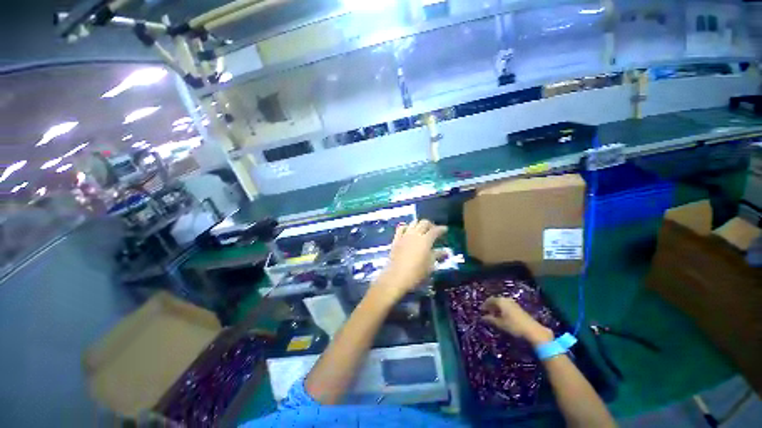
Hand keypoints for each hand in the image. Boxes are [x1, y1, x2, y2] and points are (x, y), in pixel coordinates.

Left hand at [371, 219, 446, 304]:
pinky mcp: (396, 239)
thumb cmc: (416, 273)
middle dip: (431, 225)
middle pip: (424, 223)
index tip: (445, 230)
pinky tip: (408, 230)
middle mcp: (415, 234)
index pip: (435, 230)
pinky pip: (401, 228)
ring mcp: (404, 235)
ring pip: (413, 223)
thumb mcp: (430, 265)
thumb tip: (445, 251)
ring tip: (422, 230)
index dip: (441, 229)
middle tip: (434, 230)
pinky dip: (406, 227)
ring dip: (419, 224)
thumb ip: (437, 255)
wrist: (396, 277)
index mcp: (426, 240)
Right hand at [481, 297, 553, 344]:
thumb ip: (490, 319)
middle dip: (490, 306)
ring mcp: (514, 304)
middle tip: (486, 313)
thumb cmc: (514, 326)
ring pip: (502, 304)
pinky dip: (502, 310)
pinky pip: (507, 307)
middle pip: (496, 301)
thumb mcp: (499, 324)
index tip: (480, 310)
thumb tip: (482, 317)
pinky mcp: (519, 309)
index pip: (489, 300)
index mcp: (500, 301)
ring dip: (497, 309)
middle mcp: (506, 300)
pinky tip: (502, 317)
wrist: (533, 331)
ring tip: (494, 316)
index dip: (484, 305)